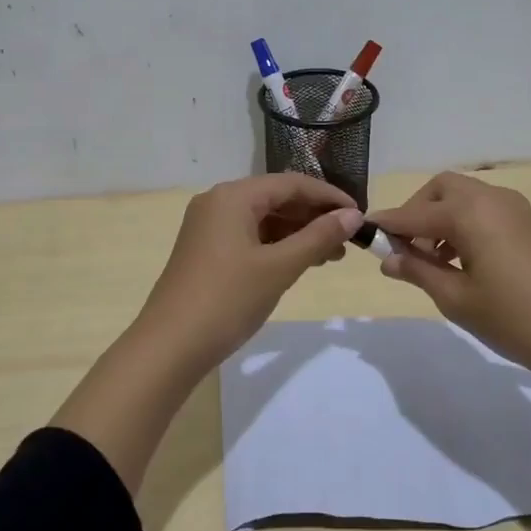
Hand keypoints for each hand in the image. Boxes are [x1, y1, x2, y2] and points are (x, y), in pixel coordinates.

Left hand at [136, 173, 362, 370]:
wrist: (170, 346)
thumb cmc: (227, 300)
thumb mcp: (279, 268)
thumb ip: (318, 237)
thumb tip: (353, 215)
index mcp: (233, 196)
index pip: (291, 184)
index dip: (328, 197)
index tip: (360, 216)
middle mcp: (218, 203)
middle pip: (276, 198)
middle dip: (314, 217)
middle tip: (349, 240)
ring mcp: (209, 228)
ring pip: (264, 220)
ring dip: (298, 234)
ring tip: (332, 256)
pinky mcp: (206, 251)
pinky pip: (250, 237)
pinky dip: (277, 247)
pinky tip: (300, 263)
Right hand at [369, 172, 530, 381]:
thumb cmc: (516, 319)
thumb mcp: (456, 299)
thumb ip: (418, 272)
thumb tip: (387, 258)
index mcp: (468, 212)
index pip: (413, 214)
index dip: (386, 225)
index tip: (363, 234)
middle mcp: (491, 198)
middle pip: (441, 189)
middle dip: (417, 212)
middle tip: (406, 250)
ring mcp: (516, 210)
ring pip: (465, 198)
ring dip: (441, 218)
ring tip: (433, 261)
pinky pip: (486, 211)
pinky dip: (465, 224)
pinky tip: (464, 262)